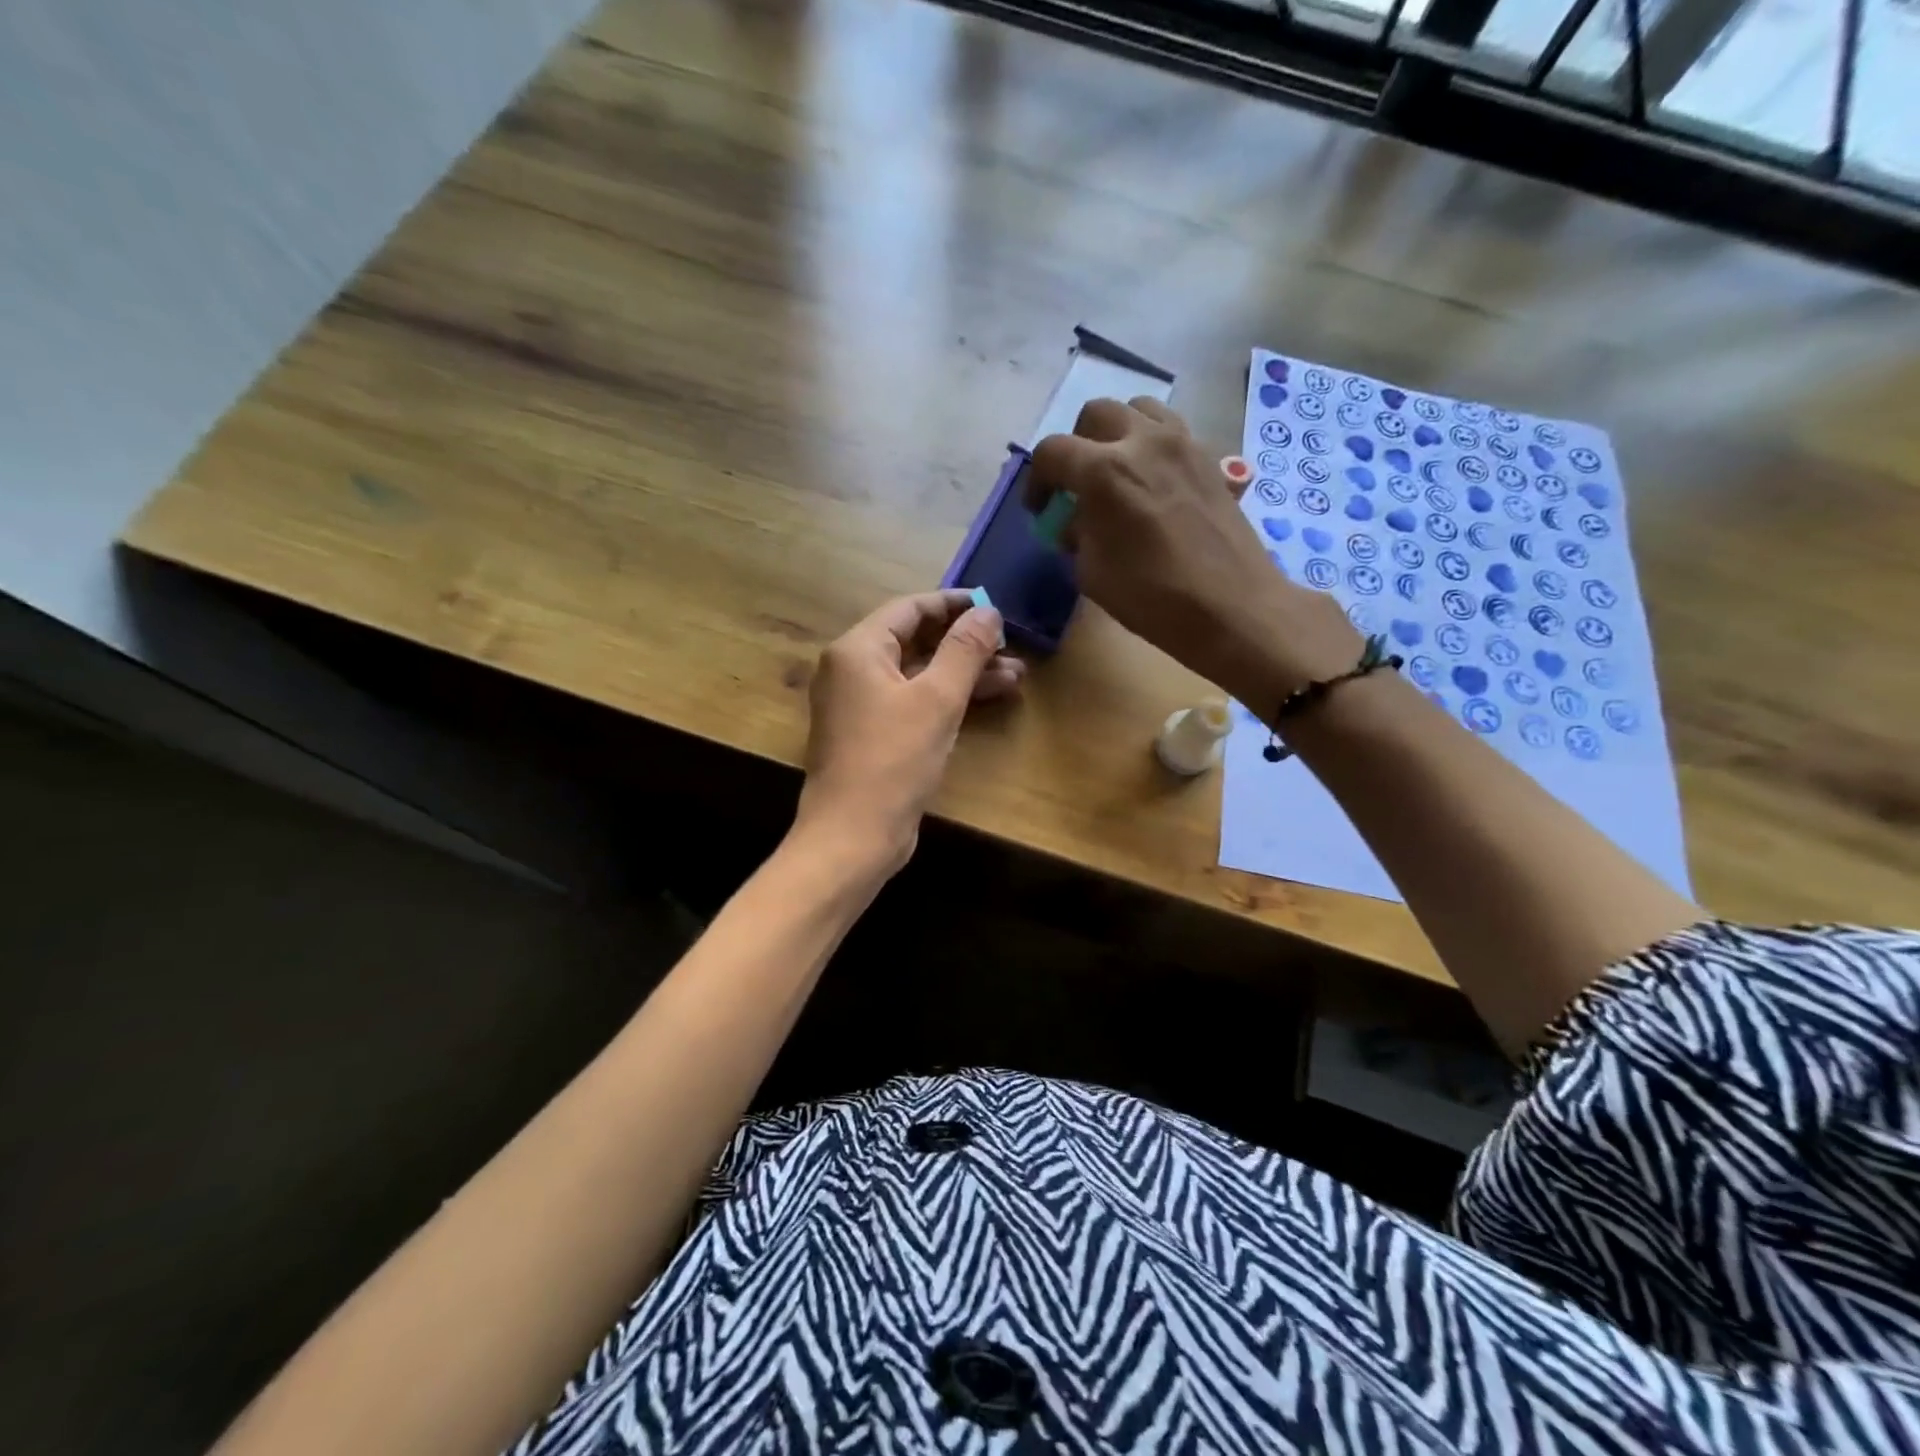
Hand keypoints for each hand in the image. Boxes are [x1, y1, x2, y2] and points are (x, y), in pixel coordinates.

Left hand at [794, 590, 1023, 871]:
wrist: (853, 836)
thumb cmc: (893, 761)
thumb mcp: (937, 700)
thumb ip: (964, 650)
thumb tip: (988, 611)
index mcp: (858, 650)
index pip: (910, 608)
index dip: (954, 604)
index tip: (994, 605)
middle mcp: (853, 670)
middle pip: (914, 640)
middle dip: (965, 644)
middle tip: (1011, 646)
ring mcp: (860, 705)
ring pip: (918, 674)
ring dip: (963, 673)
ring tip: (1016, 675)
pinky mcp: (872, 734)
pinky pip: (912, 702)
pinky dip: (946, 699)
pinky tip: (987, 700)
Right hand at [1027, 397, 1361, 710]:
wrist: (1232, 606)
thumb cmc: (1153, 597)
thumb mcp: (1093, 573)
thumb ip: (1078, 536)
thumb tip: (1077, 522)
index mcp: (1104, 471)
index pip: (1052, 452)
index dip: (1037, 480)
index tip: (1040, 509)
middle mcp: (1142, 441)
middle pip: (1095, 414)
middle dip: (1076, 446)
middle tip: (1077, 484)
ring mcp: (1182, 443)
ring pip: (1138, 410)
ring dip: (1117, 433)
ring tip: (1116, 470)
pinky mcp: (1209, 457)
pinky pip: (1171, 430)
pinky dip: (1151, 445)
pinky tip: (1152, 482)